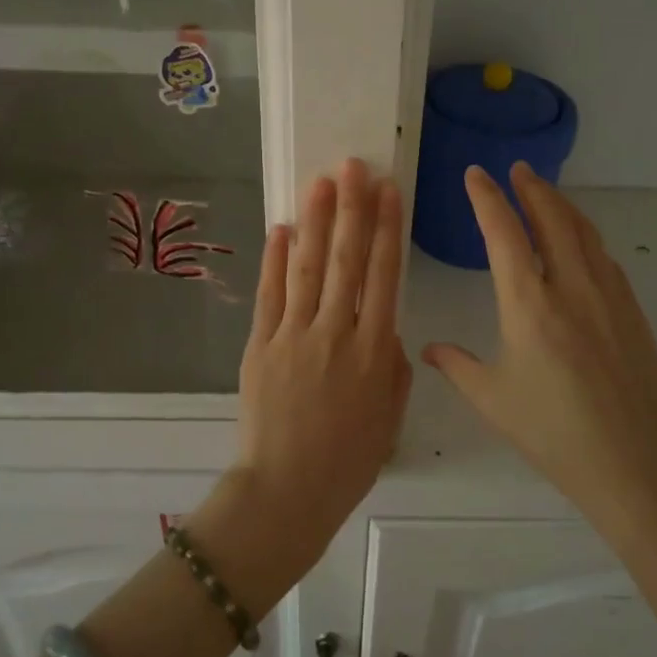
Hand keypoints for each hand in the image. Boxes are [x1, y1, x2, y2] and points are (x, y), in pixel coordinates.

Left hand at [215, 159, 411, 597]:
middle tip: (354, 167)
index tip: (389, 192)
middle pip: (347, 261)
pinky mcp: (262, 345)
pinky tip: (282, 229)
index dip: (387, 231)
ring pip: (309, 268)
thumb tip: (385, 327)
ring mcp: (295, 336)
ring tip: (322, 183)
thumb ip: (394, 366)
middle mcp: (337, 334)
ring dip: (317, 222)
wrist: (287, 490)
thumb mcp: (390, 416)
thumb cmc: (348, 461)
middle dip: (353, 210)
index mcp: (376, 352)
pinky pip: (271, 295)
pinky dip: (276, 260)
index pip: (384, 277)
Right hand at [422, 164, 656, 537]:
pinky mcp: (631, 312)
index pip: (504, 235)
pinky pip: (604, 258)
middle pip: (552, 219)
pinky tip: (581, 244)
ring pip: (584, 234)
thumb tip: (430, 349)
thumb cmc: (553, 433)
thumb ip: (457, 366)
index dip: (487, 199)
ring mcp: (607, 297)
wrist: (634, 461)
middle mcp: (571, 288)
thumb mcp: (492, 400)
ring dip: (562, 207)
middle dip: (531, 189)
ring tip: (545, 194)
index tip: (476, 174)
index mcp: (529, 305)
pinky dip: (586, 237)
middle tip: (516, 169)